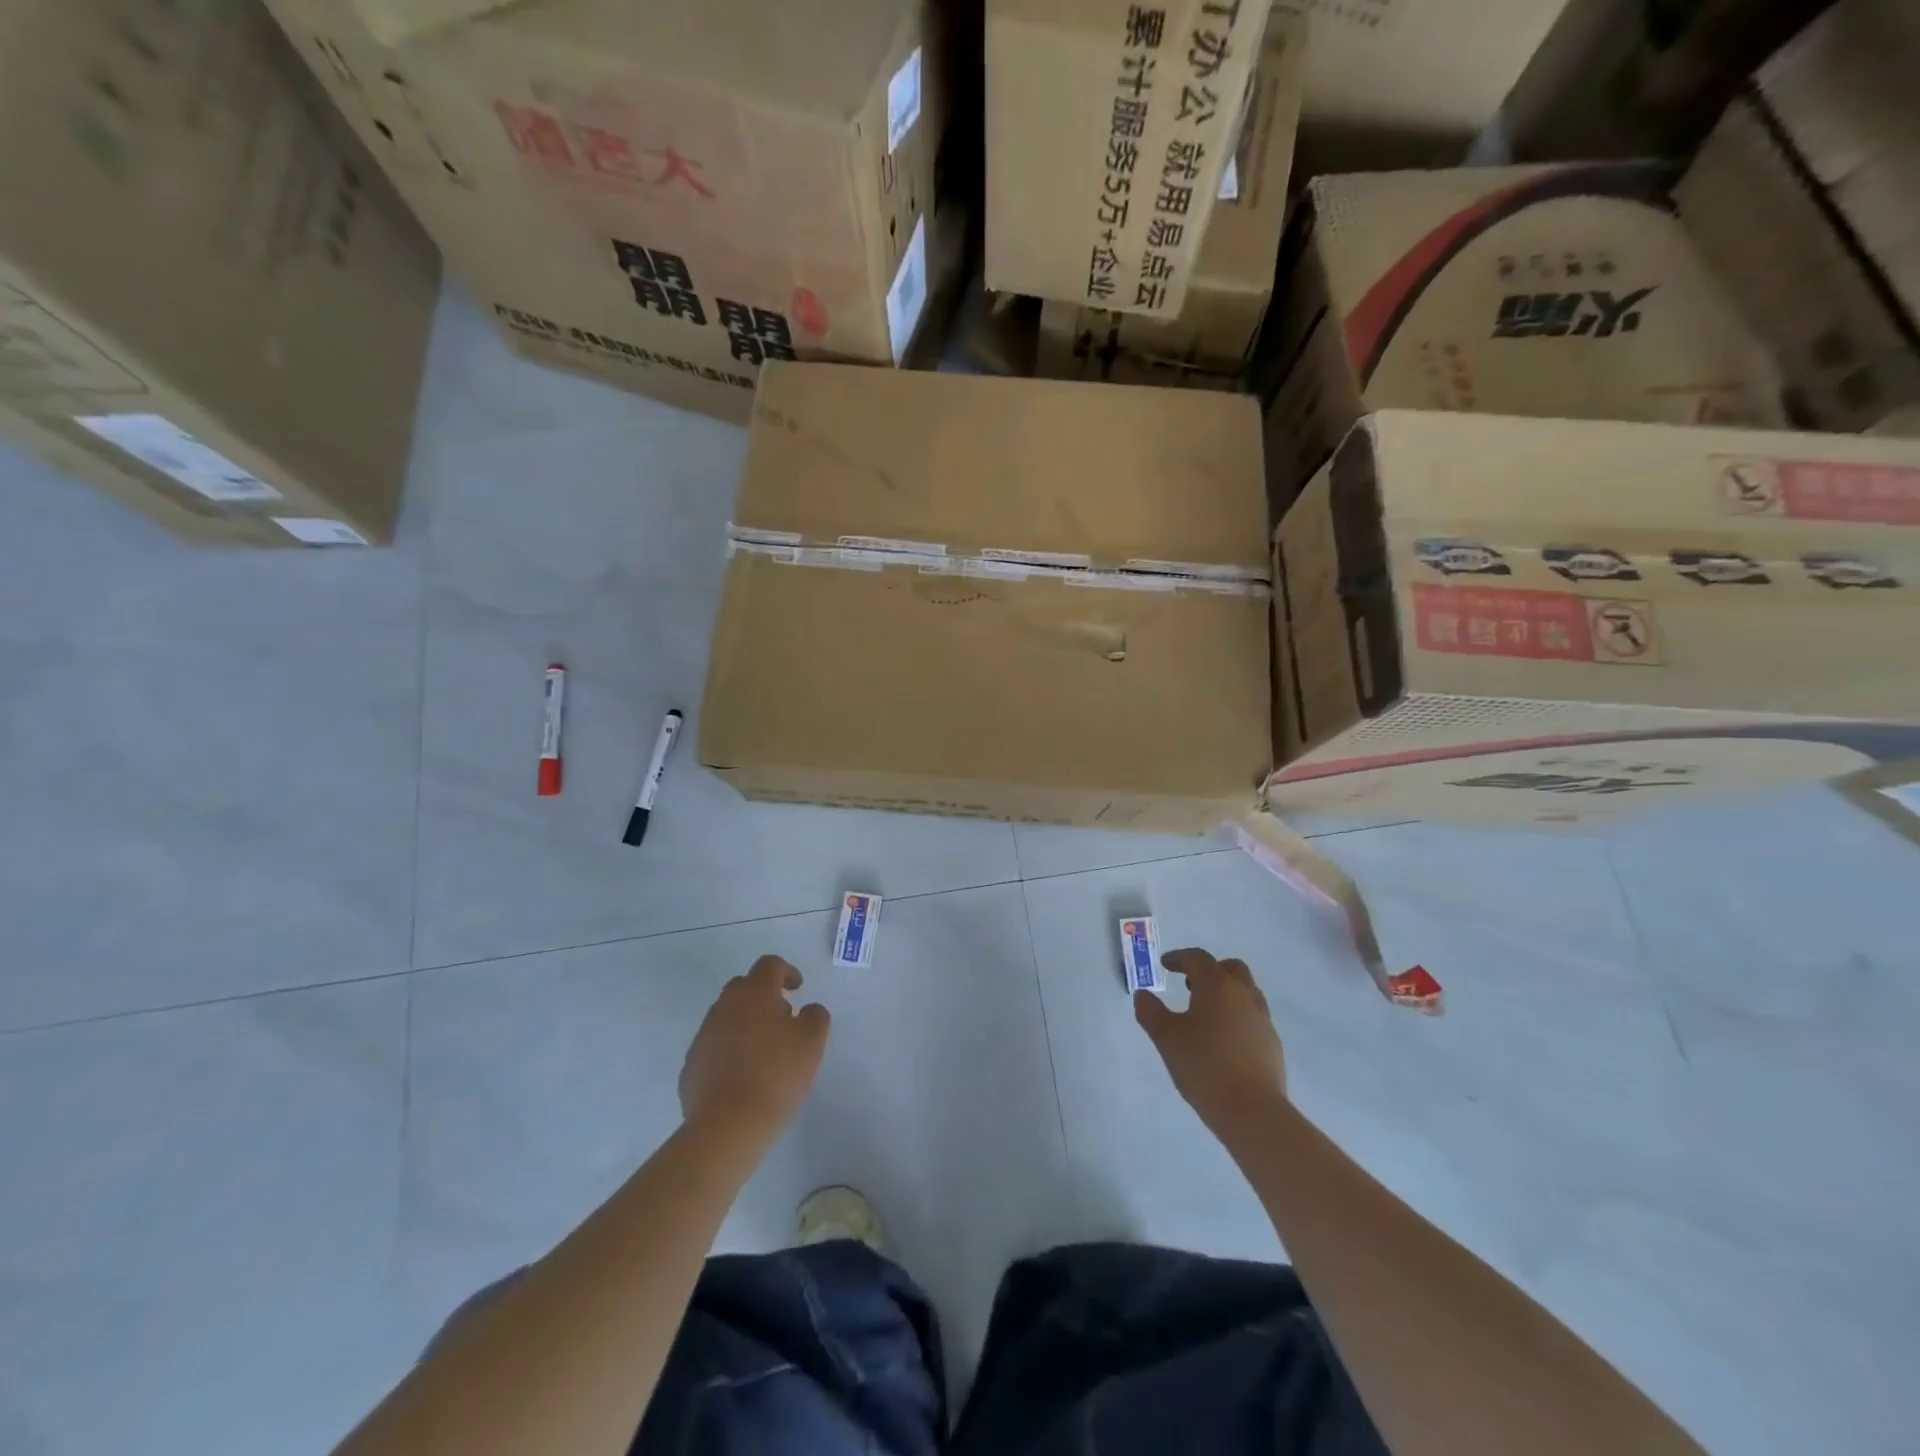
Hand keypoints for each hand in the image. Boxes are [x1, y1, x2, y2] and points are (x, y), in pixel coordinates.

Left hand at [680, 956, 830, 1142]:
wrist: (727, 1125)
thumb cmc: (777, 1074)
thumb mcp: (812, 1042)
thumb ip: (815, 1016)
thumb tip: (807, 1009)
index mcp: (754, 994)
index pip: (769, 965)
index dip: (786, 971)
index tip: (797, 987)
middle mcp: (724, 1007)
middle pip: (743, 987)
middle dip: (763, 996)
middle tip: (782, 1018)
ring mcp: (704, 1036)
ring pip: (727, 1017)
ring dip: (745, 1024)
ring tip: (764, 1051)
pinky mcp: (691, 1066)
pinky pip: (714, 1047)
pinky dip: (729, 1051)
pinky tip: (743, 1076)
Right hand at [1135, 948, 1286, 1136]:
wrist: (1252, 1110)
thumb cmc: (1204, 1066)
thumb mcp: (1166, 1038)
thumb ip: (1151, 1012)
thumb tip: (1143, 995)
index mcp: (1217, 986)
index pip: (1198, 959)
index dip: (1179, 958)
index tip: (1165, 965)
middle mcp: (1243, 995)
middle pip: (1230, 968)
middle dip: (1209, 970)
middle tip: (1189, 983)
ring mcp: (1262, 1019)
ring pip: (1245, 991)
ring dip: (1226, 992)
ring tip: (1206, 1012)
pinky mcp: (1272, 1043)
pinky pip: (1253, 1016)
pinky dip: (1236, 1015)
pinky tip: (1223, 1039)